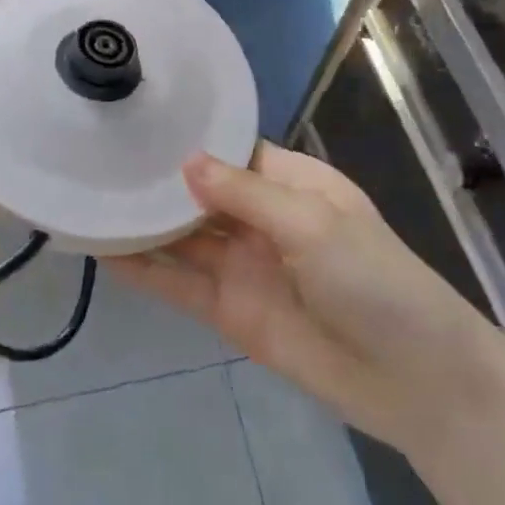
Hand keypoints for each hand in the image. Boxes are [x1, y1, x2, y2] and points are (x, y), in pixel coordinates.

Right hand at [112, 142, 480, 445]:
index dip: (189, 139)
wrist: (414, 383)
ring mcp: (242, 266)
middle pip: (199, 193)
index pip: (230, 150)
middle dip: (157, 180)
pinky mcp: (229, 311)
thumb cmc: (375, 282)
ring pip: (181, 237)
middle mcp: (261, 219)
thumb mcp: (314, 225)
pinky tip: (104, 251)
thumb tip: (185, 162)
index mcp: (291, 183)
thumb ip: (246, 194)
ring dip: (142, 223)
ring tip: (90, 198)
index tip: (138, 121)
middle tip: (98, 156)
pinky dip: (145, 270)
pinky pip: (179, 284)